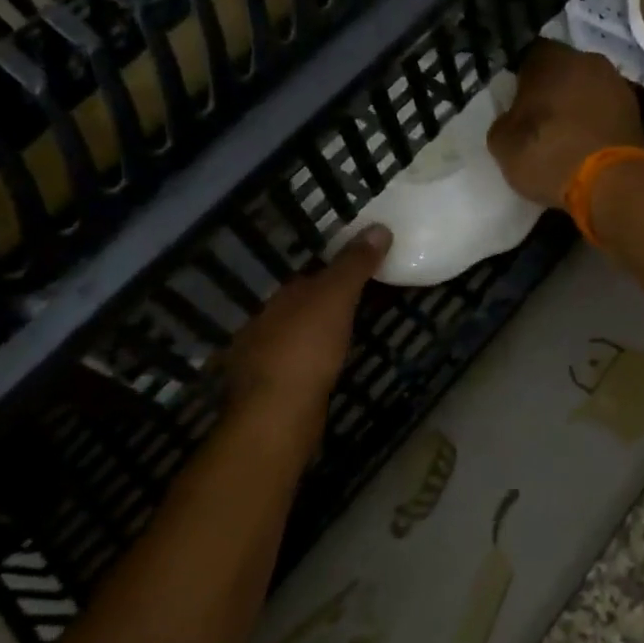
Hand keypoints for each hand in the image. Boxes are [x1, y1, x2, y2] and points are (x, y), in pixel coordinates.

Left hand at [226, 226, 390, 410]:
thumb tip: (379, 226)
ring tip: (351, 332)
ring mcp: (264, 358)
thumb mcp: (336, 297)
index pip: (309, 275)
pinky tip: (329, 366)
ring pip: (298, 335)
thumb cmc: (306, 349)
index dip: (336, 270)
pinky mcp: (273, 390)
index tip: (365, 270)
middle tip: (364, 300)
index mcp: (280, 297)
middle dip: (327, 302)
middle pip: (302, 305)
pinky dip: (315, 359)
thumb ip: (354, 264)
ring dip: (320, 331)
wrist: (277, 415)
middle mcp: (266, 322)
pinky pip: (299, 363)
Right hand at [486, 41, 643, 206]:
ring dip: (577, 105)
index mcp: (552, 58)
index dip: (520, 78)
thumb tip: (513, 119)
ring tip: (565, 135)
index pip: (529, 55)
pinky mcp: (637, 112)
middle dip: (551, 89)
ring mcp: (618, 84)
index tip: (514, 100)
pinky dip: (596, 123)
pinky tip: (586, 145)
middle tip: (538, 118)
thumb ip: (504, 122)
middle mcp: (589, 60)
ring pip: (588, 89)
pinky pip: (606, 111)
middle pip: (563, 70)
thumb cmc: (550, 154)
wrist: (612, 183)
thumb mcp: (503, 145)